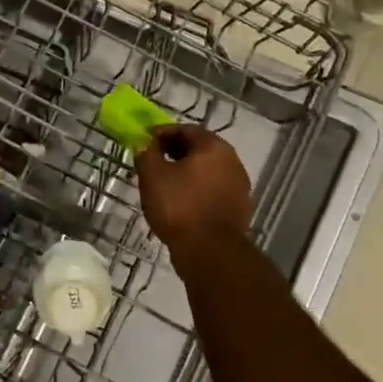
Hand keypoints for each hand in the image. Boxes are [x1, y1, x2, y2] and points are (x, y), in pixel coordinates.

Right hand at [134, 126, 252, 252]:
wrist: (210, 252)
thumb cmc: (179, 206)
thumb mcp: (152, 175)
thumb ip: (146, 153)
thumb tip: (144, 143)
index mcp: (214, 147)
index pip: (186, 129)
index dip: (162, 133)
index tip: (144, 141)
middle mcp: (232, 161)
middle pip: (199, 149)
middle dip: (174, 152)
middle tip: (152, 160)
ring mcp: (238, 186)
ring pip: (206, 171)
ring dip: (185, 172)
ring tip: (162, 183)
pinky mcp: (237, 208)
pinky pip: (212, 190)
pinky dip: (195, 190)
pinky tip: (178, 202)